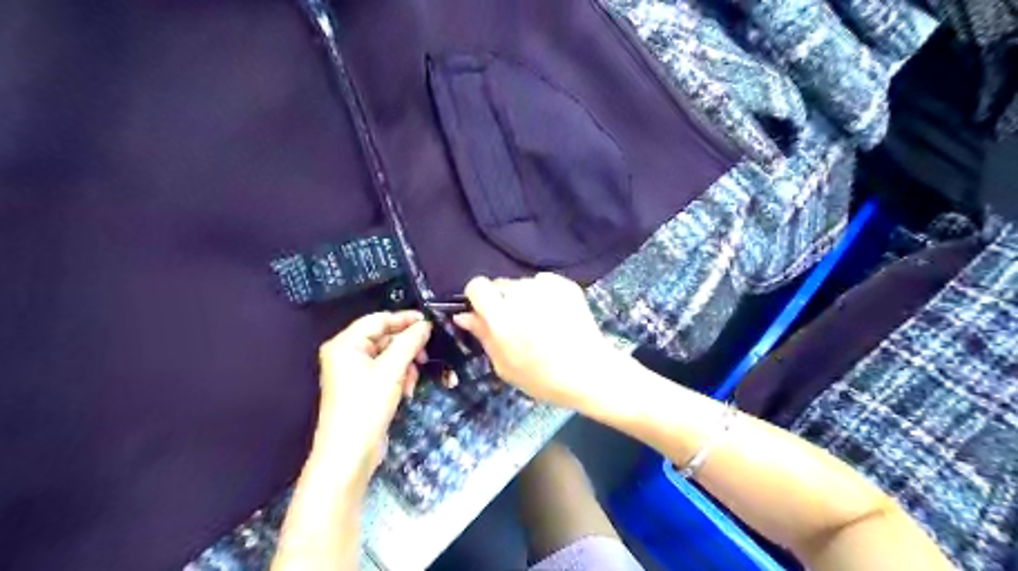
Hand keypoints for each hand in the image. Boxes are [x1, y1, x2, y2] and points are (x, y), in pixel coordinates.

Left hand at [315, 309, 433, 484]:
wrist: (349, 455)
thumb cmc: (366, 406)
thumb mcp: (391, 371)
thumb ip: (409, 343)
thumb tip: (425, 324)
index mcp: (345, 344)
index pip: (378, 320)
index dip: (404, 319)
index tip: (429, 322)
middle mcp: (347, 353)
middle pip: (384, 338)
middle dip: (407, 347)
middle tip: (426, 354)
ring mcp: (354, 372)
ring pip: (388, 355)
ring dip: (405, 364)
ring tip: (414, 378)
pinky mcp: (363, 387)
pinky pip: (386, 371)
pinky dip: (399, 377)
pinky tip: (408, 390)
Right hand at [453, 274, 620, 411]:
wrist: (590, 372)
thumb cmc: (542, 377)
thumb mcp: (504, 365)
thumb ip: (482, 335)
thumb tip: (463, 314)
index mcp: (502, 317)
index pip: (477, 285)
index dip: (477, 298)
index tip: (484, 313)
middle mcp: (522, 295)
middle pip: (500, 285)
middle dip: (502, 301)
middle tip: (516, 325)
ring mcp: (546, 287)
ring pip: (522, 284)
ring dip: (523, 298)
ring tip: (540, 323)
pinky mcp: (565, 284)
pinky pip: (543, 283)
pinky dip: (544, 295)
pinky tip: (555, 315)